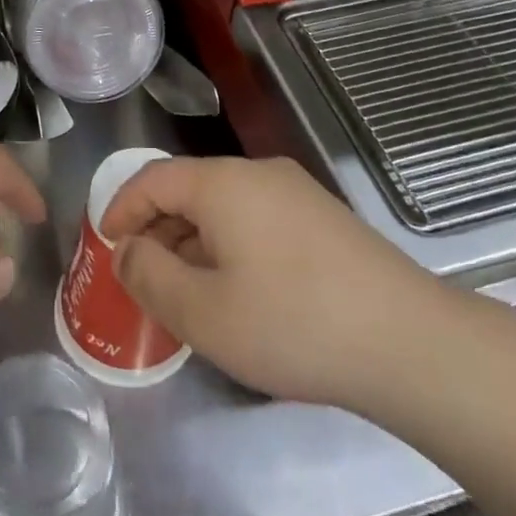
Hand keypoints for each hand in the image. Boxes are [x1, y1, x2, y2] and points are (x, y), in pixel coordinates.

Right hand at [101, 155, 454, 409]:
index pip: (152, 178)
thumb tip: (128, 251)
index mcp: (222, 183)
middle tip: (142, 277)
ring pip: (224, 206)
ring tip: (186, 291)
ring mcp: (296, 192)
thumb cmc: (293, 323)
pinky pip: (256, 219)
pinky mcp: (323, 219)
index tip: (105, 246)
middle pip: (188, 189)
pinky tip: (239, 291)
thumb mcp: (203, 313)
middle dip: (156, 230)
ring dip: (193, 241)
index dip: (120, 209)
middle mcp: (257, 173)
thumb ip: (149, 277)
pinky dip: (230, 246)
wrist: (410, 342)